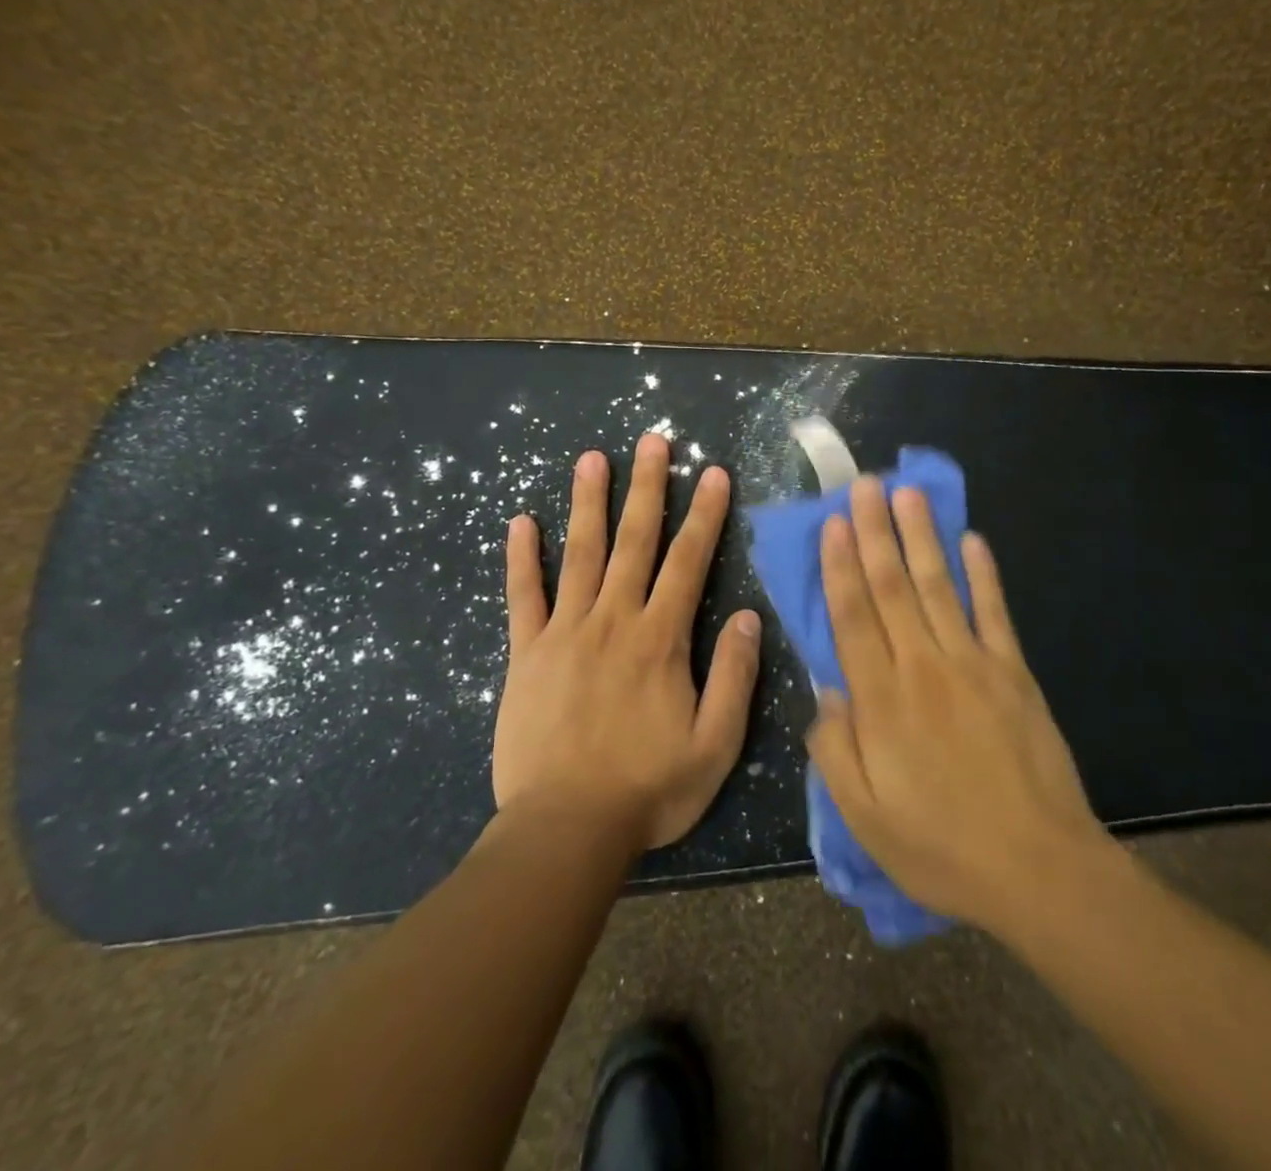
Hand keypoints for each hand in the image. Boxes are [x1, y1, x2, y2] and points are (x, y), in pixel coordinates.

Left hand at [495, 433, 761, 852]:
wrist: (565, 830)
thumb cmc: (649, 789)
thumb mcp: (715, 744)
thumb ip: (735, 677)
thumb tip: (749, 616)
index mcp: (660, 639)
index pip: (689, 561)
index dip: (704, 514)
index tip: (711, 472)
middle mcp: (614, 620)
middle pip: (634, 541)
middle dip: (647, 487)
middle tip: (651, 440)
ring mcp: (565, 632)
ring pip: (579, 553)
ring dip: (588, 503)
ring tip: (592, 458)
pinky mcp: (526, 653)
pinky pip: (523, 596)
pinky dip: (522, 557)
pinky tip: (521, 522)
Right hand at [806, 476, 1117, 936]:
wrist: (1039, 870)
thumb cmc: (940, 847)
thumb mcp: (864, 817)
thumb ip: (834, 749)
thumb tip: (825, 689)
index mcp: (882, 701)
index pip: (853, 617)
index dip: (841, 566)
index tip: (835, 523)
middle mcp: (923, 667)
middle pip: (893, 588)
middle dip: (876, 532)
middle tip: (866, 485)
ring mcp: (973, 664)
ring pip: (939, 587)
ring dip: (922, 537)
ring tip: (909, 493)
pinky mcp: (1014, 673)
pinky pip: (995, 613)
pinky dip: (985, 574)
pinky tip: (974, 540)